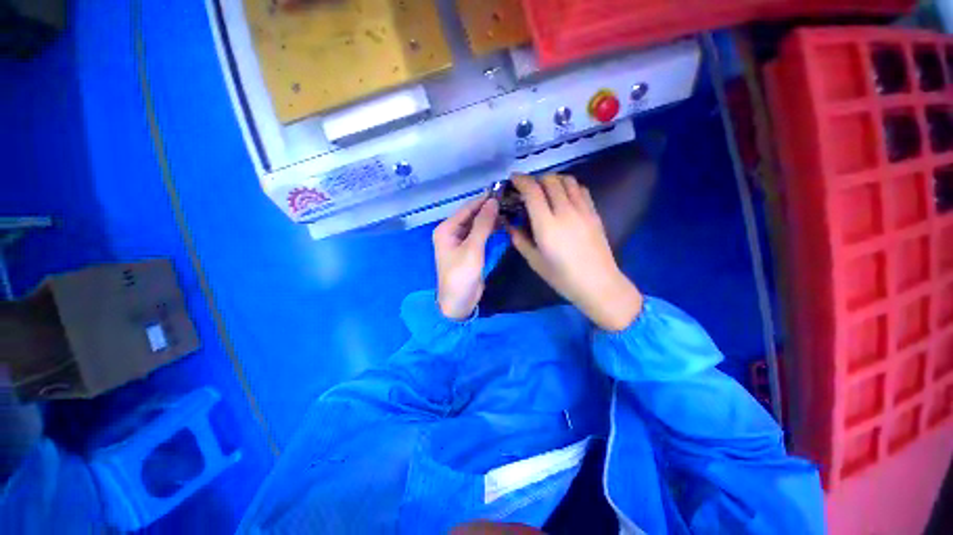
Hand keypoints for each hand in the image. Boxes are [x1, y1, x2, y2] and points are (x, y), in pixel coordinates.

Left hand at [433, 196, 499, 319]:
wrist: (458, 302)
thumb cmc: (461, 275)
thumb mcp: (472, 249)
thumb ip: (482, 224)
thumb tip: (493, 201)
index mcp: (446, 229)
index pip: (467, 209)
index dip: (484, 200)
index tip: (503, 191)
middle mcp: (452, 232)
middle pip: (472, 215)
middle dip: (489, 209)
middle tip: (510, 200)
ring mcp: (460, 241)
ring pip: (477, 224)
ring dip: (491, 219)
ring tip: (510, 209)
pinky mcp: (469, 249)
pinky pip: (480, 234)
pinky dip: (490, 229)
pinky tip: (503, 224)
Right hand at [508, 175, 642, 330]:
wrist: (598, 283)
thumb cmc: (562, 277)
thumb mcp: (534, 261)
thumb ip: (519, 239)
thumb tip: (509, 223)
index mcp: (547, 225)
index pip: (533, 191)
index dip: (521, 180)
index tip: (513, 180)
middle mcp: (565, 211)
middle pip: (550, 180)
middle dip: (535, 179)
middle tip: (527, 189)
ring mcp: (583, 210)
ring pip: (567, 180)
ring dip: (553, 180)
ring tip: (545, 191)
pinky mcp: (594, 212)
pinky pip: (580, 189)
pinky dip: (569, 186)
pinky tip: (564, 197)